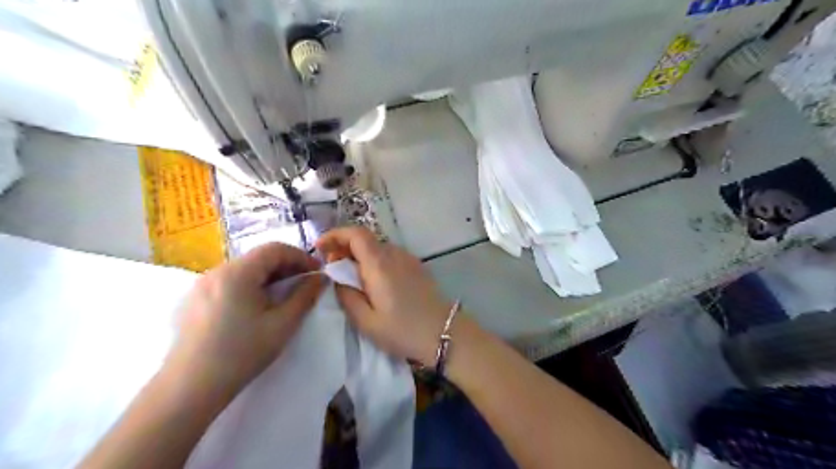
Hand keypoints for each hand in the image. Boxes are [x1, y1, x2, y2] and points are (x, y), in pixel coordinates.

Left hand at [164, 244, 321, 401]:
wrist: (189, 389)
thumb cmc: (242, 353)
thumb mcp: (282, 324)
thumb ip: (305, 295)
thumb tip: (321, 277)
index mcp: (237, 273)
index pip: (275, 249)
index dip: (300, 256)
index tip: (317, 272)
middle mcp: (216, 271)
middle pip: (258, 257)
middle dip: (286, 267)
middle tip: (303, 284)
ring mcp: (201, 285)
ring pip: (244, 270)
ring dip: (268, 277)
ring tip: (282, 296)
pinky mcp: (193, 300)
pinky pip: (229, 282)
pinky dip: (249, 286)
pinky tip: (255, 308)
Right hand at [315, 228, 455, 366]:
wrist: (444, 333)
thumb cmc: (403, 330)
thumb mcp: (366, 321)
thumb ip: (346, 296)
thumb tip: (337, 278)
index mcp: (379, 264)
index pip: (355, 233)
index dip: (335, 235)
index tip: (319, 248)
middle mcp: (394, 254)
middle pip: (365, 239)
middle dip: (343, 247)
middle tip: (331, 268)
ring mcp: (408, 259)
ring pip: (377, 248)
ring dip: (359, 255)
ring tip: (349, 277)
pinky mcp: (416, 266)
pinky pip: (389, 256)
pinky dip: (374, 261)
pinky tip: (372, 281)